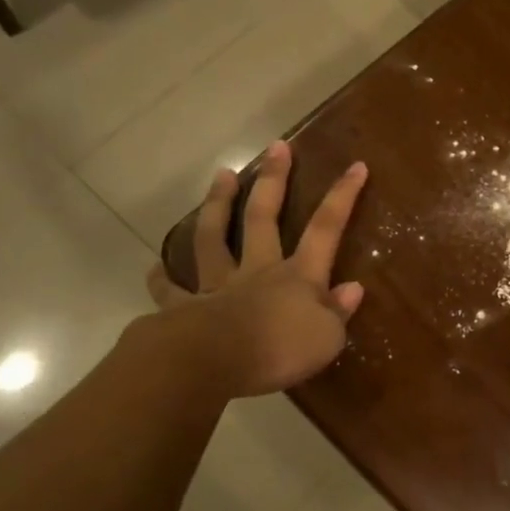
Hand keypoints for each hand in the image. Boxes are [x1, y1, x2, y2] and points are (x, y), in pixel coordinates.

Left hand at [145, 141, 368, 397]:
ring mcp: (218, 286)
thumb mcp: (327, 338)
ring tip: (221, 175)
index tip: (355, 165)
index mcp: (297, 276)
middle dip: (274, 181)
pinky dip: (162, 280)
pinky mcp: (185, 309)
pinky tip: (154, 270)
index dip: (343, 197)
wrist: (213, 363)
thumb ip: (338, 312)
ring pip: (214, 238)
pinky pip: (172, 292)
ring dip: (218, 206)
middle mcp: (257, 271)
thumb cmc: (279, 350)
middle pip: (263, 218)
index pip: (326, 229)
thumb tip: (352, 289)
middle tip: (277, 147)